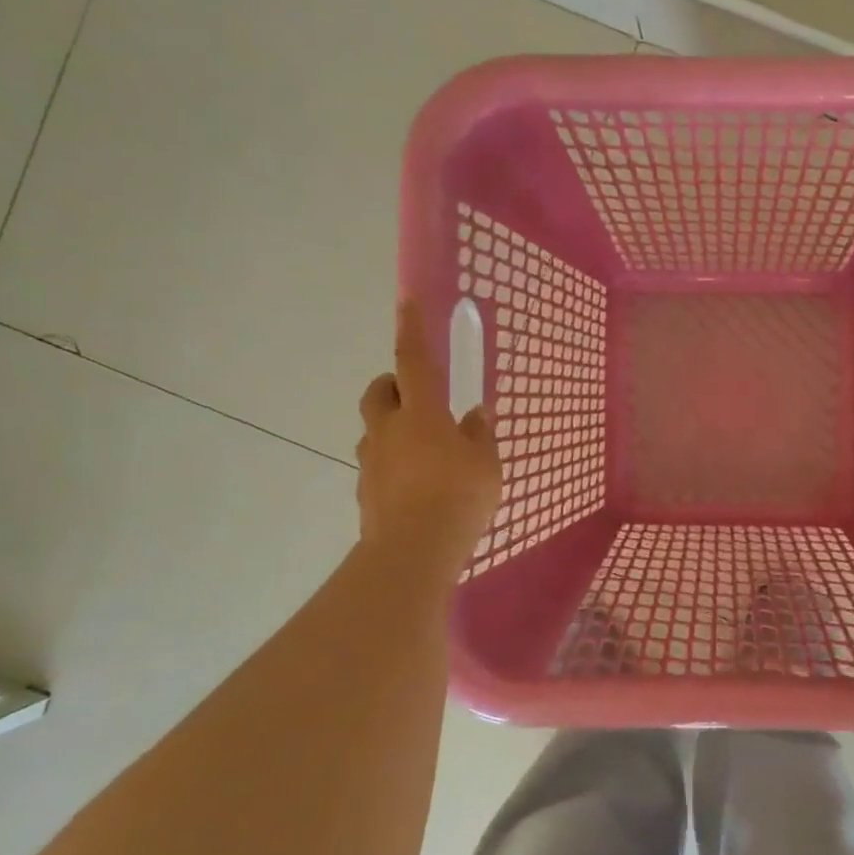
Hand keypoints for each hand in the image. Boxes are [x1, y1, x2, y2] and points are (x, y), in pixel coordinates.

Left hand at [355, 299, 501, 578]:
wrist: (413, 553)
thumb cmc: (458, 498)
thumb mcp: (486, 464)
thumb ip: (479, 435)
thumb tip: (475, 415)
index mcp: (422, 414)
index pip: (415, 361)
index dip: (412, 329)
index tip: (406, 301)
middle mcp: (389, 430)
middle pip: (379, 393)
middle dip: (393, 385)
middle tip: (419, 398)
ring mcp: (373, 462)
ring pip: (376, 430)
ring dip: (394, 428)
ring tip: (427, 451)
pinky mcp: (367, 492)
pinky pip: (378, 465)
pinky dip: (394, 464)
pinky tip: (419, 486)